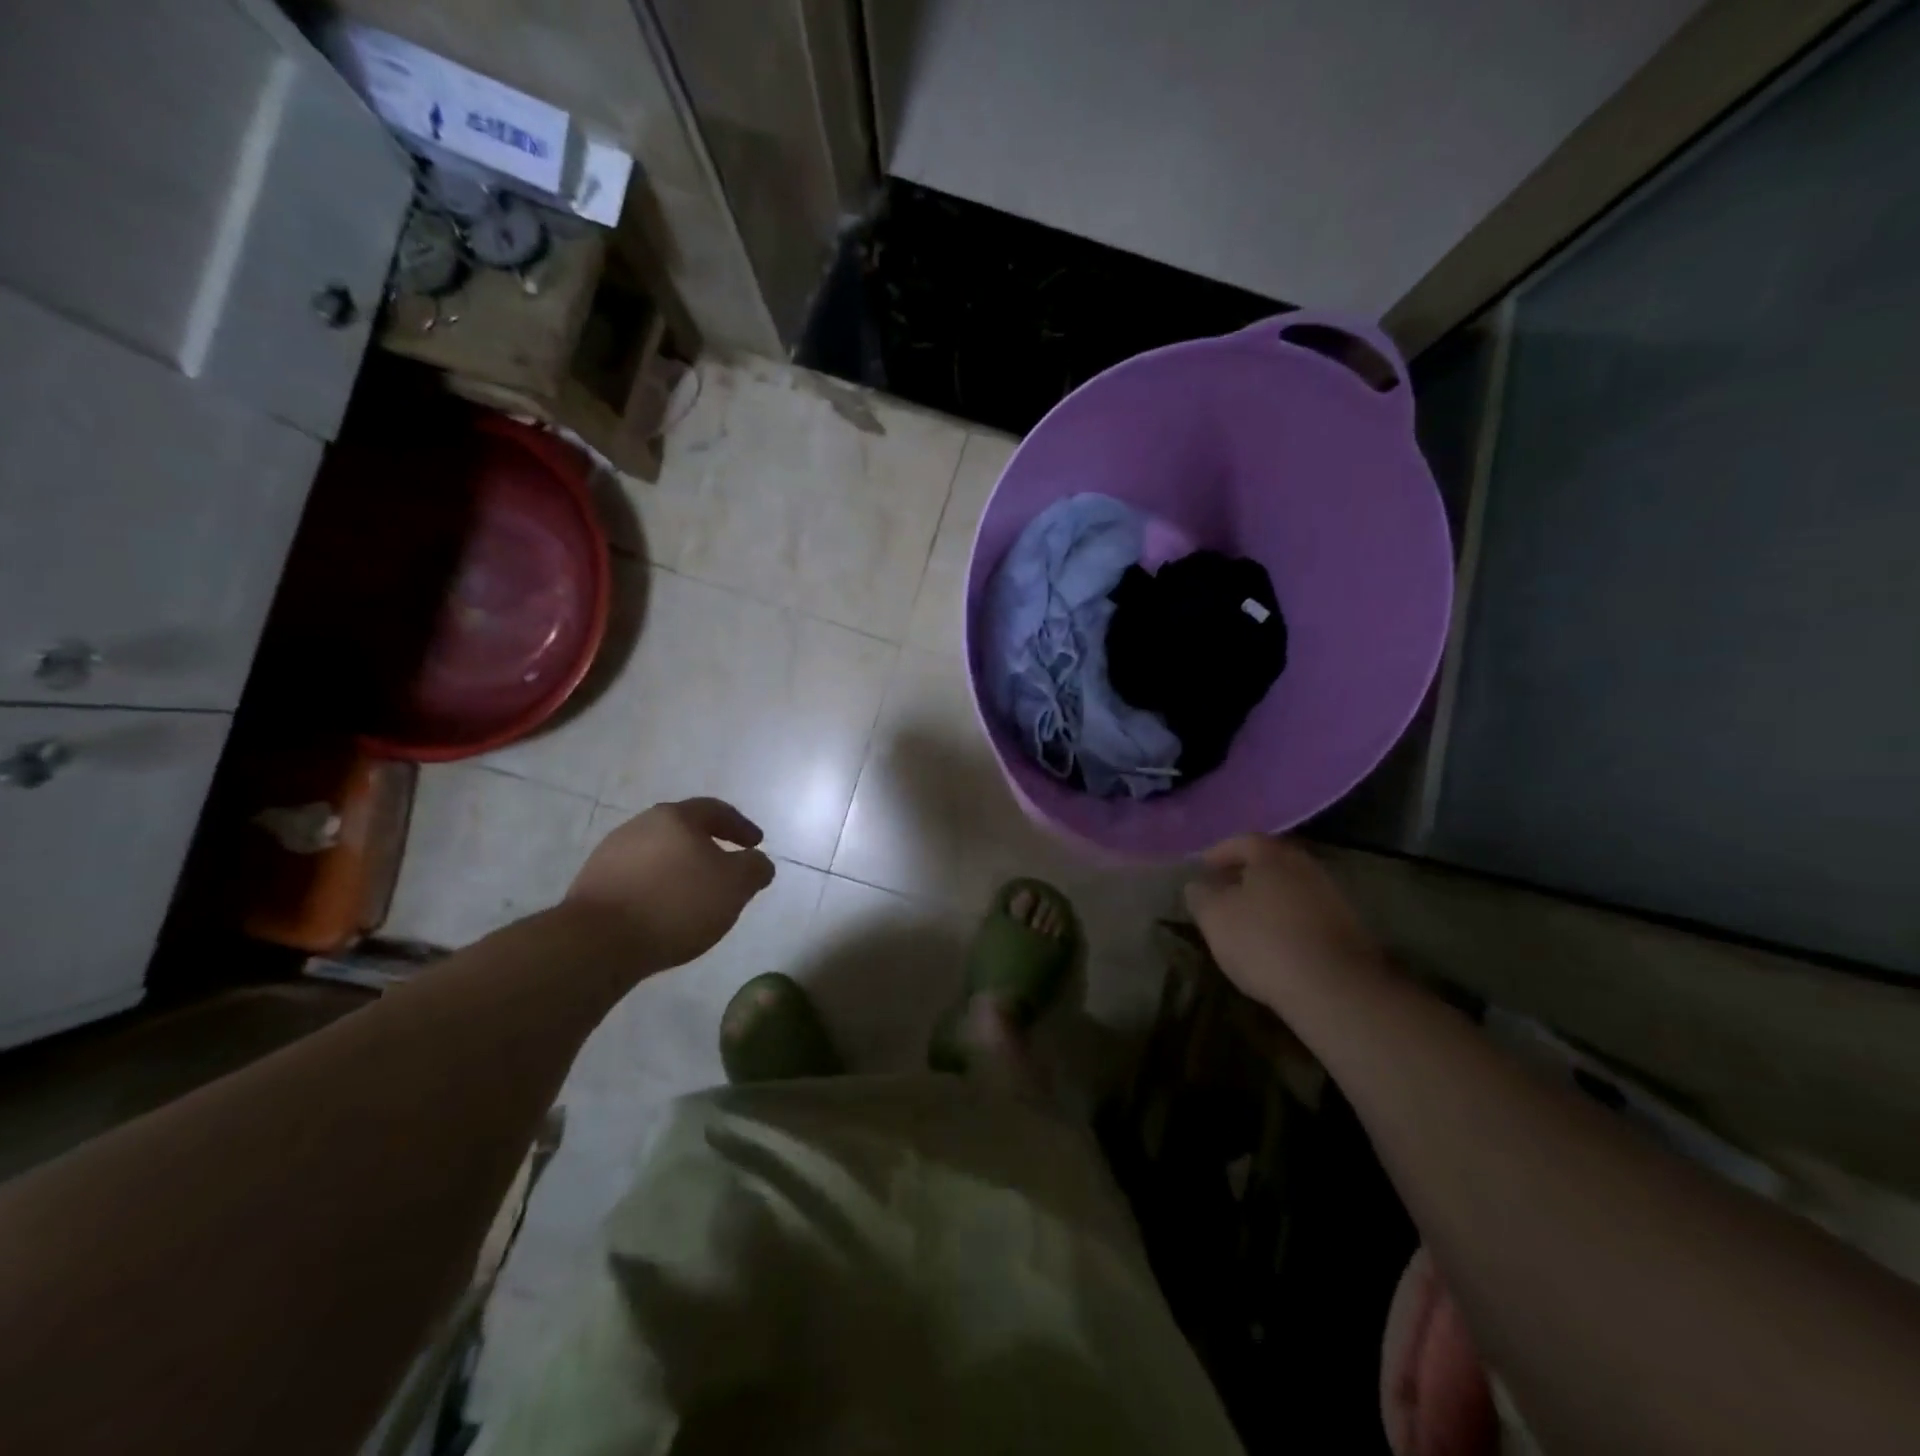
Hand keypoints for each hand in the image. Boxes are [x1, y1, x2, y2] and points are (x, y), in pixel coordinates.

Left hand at [567, 798, 775, 970]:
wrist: (598, 942)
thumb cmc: (677, 903)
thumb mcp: (735, 886)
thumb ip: (755, 868)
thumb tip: (758, 862)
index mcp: (676, 817)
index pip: (715, 810)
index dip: (740, 826)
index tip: (756, 844)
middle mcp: (640, 825)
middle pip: (683, 829)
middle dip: (708, 846)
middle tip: (727, 867)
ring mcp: (611, 853)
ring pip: (658, 854)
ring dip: (680, 868)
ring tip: (696, 894)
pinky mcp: (593, 883)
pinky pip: (637, 878)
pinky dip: (657, 887)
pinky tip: (665, 911)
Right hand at [1184, 836, 1383, 1010]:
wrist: (1334, 989)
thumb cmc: (1264, 942)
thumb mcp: (1214, 917)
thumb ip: (1200, 895)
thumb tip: (1198, 884)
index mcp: (1273, 855)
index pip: (1242, 841)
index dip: (1218, 853)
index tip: (1202, 870)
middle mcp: (1306, 866)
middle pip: (1270, 863)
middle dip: (1245, 875)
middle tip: (1224, 892)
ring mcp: (1332, 896)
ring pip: (1290, 888)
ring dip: (1269, 899)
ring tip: (1247, 920)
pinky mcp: (1348, 928)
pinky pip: (1307, 913)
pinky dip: (1288, 920)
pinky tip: (1276, 942)